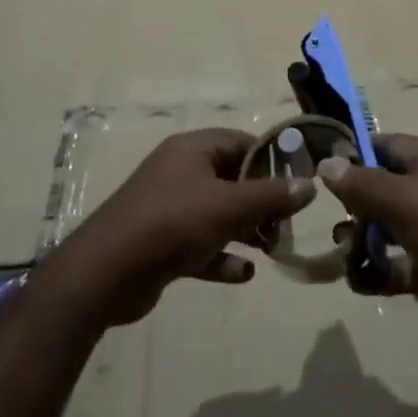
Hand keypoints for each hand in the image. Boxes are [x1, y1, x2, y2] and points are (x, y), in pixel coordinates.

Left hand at [46, 128, 314, 328]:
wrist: (106, 273)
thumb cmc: (172, 223)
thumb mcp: (227, 206)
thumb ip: (270, 196)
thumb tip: (311, 184)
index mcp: (193, 149)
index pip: (241, 142)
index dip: (271, 159)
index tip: (298, 181)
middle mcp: (181, 172)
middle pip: (232, 178)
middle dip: (261, 200)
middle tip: (288, 222)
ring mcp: (171, 208)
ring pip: (219, 213)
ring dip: (246, 229)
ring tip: (274, 248)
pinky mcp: (164, 244)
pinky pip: (203, 245)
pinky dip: (223, 257)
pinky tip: (245, 274)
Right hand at [317, 134, 417, 350]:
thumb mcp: (405, 201)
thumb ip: (363, 184)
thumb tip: (327, 162)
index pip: (382, 146)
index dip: (352, 155)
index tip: (321, 173)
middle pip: (382, 188)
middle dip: (354, 207)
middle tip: (333, 228)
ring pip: (388, 228)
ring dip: (363, 242)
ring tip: (342, 259)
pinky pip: (400, 263)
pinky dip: (379, 272)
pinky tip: (358, 283)